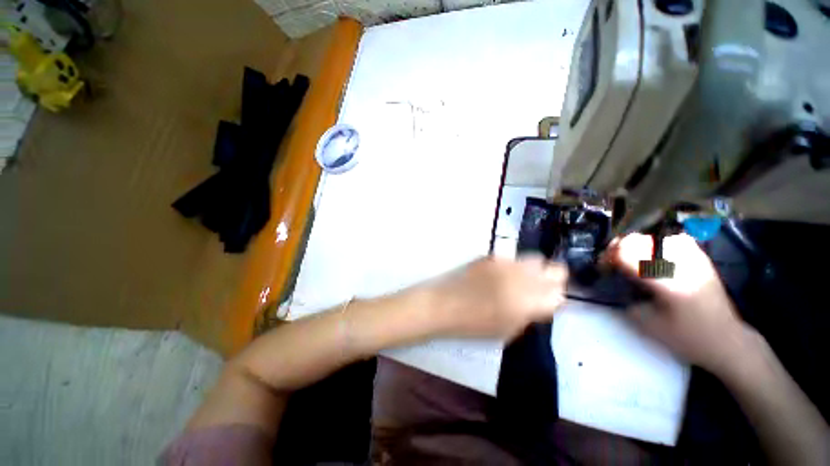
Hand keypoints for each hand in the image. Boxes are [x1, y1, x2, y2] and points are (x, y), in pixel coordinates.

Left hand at [426, 255, 567, 339]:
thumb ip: (529, 314)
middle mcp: (523, 278)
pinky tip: (499, 275)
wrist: (445, 304)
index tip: (549, 300)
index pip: (559, 293)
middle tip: (538, 287)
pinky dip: (512, 266)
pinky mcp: (492, 256)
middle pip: (554, 269)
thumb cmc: (474, 325)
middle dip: (550, 278)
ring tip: (519, 279)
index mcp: (529, 302)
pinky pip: (512, 258)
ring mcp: (507, 263)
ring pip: (534, 259)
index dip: (556, 297)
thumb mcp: (508, 330)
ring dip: (533, 269)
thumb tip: (540, 304)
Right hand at [608, 233, 749, 373]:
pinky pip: (675, 239)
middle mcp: (682, 265)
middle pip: (640, 240)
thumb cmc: (687, 338)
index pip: (628, 257)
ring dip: (637, 243)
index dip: (609, 258)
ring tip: (631, 255)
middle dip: (619, 247)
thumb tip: (612, 281)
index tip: (602, 267)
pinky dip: (658, 242)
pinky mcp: (701, 260)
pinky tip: (654, 253)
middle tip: (612, 260)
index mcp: (668, 284)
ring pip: (656, 236)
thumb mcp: (648, 325)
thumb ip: (626, 299)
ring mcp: (694, 259)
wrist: (728, 341)